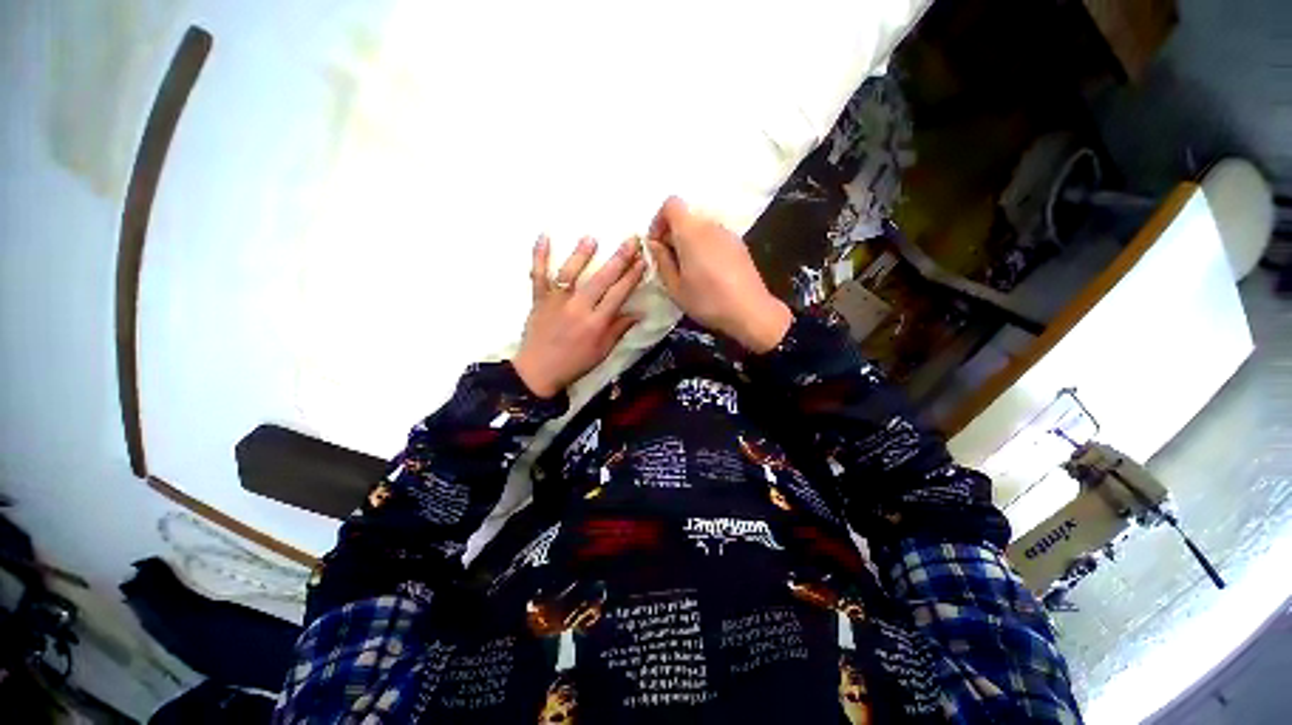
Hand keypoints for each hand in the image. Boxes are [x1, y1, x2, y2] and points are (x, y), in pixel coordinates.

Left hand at [512, 235, 646, 397]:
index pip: (618, 294)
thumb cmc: (574, 363)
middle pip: (601, 279)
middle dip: (619, 258)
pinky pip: (538, 274)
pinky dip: (539, 256)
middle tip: (631, 240)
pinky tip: (544, 236)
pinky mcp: (539, 299)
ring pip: (570, 273)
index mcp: (596, 323)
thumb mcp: (602, 352)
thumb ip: (618, 330)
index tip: (643, 260)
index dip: (632, 276)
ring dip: (581, 254)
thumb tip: (638, 313)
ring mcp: (556, 301)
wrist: (538, 372)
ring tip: (592, 238)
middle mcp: (578, 308)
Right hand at [646, 197, 792, 352]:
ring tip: (688, 270)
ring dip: (689, 242)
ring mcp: (727, 234)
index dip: (658, 221)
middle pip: (686, 217)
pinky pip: (714, 238)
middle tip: (669, 262)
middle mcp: (710, 225)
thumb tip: (655, 244)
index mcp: (691, 232)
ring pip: (701, 228)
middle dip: (673, 234)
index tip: (657, 245)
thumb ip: (662, 261)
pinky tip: (707, 272)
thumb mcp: (675, 287)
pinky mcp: (739, 245)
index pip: (671, 204)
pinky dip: (704, 247)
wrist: (750, 311)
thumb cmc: (707, 300)